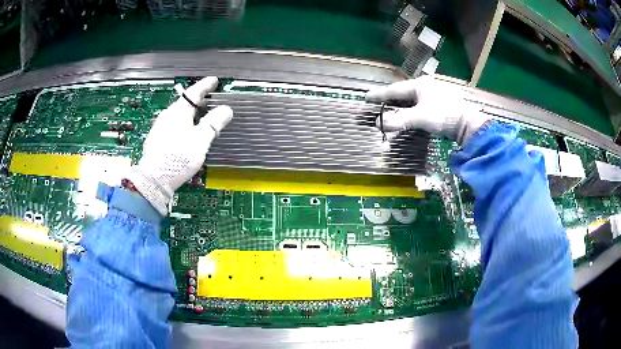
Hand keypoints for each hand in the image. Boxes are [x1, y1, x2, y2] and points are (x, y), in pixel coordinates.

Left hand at [126, 77, 232, 215]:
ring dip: (190, 112)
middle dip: (198, 99)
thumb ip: (213, 124)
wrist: (153, 180)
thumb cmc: (178, 157)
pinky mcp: (157, 140)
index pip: (194, 92)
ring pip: (178, 114)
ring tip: (201, 115)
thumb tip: (227, 109)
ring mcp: (160, 128)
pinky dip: (183, 123)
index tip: (214, 80)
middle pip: (185, 103)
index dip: (205, 86)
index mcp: (178, 112)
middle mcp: (167, 116)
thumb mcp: (200, 140)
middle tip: (210, 97)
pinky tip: (186, 132)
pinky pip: (173, 124)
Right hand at [366, 75, 487, 144]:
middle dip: (389, 101)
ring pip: (411, 99)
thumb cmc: (445, 116)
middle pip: (402, 93)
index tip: (366, 97)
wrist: (469, 124)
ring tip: (389, 111)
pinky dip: (410, 110)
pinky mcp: (439, 103)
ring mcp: (434, 94)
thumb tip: (378, 123)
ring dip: (400, 107)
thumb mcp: (421, 118)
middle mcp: (425, 86)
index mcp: (419, 85)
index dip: (380, 95)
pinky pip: (419, 105)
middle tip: (376, 105)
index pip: (394, 90)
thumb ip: (400, 120)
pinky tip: (408, 115)